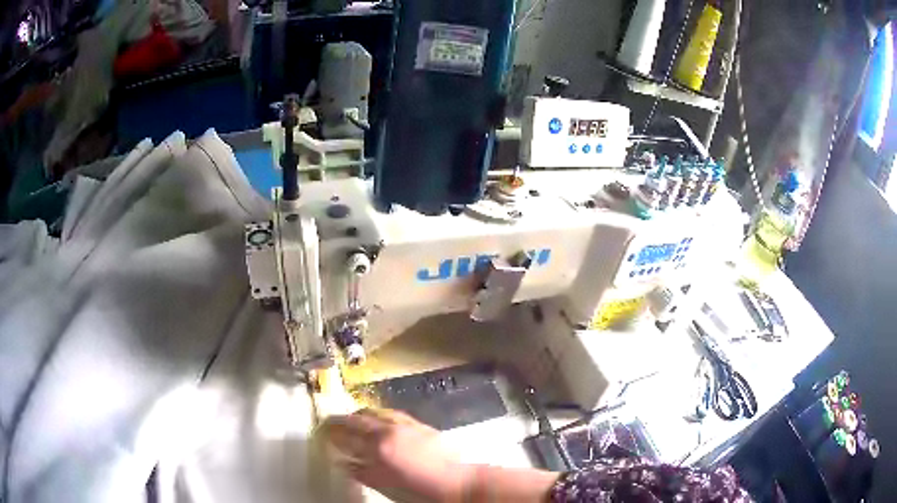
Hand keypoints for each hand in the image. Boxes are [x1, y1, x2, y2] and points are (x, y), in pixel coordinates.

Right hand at [320, 408, 471, 501]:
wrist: (455, 482)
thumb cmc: (416, 489)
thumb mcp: (382, 484)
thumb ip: (361, 471)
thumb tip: (344, 463)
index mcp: (378, 444)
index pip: (346, 431)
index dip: (331, 431)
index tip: (321, 431)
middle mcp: (389, 428)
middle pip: (358, 418)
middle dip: (342, 420)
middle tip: (332, 425)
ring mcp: (404, 423)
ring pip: (374, 412)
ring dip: (358, 415)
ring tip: (350, 422)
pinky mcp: (418, 423)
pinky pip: (390, 413)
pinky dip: (377, 415)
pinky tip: (376, 422)